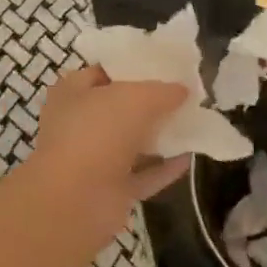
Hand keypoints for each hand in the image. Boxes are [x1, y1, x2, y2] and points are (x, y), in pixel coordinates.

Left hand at [15, 67, 190, 262]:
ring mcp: (93, 159)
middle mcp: (79, 123)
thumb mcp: (134, 98)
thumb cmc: (97, 132)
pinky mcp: (110, 191)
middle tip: (184, 95)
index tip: (164, 66)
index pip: (104, 72)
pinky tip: (190, 158)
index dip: (133, 67)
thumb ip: (161, 91)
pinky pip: (142, 175)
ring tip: (193, 123)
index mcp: (72, 92)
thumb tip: (182, 90)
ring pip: (132, 143)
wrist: (76, 200)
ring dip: (160, 136)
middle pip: (120, 108)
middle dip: (150, 103)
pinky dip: (164, 168)